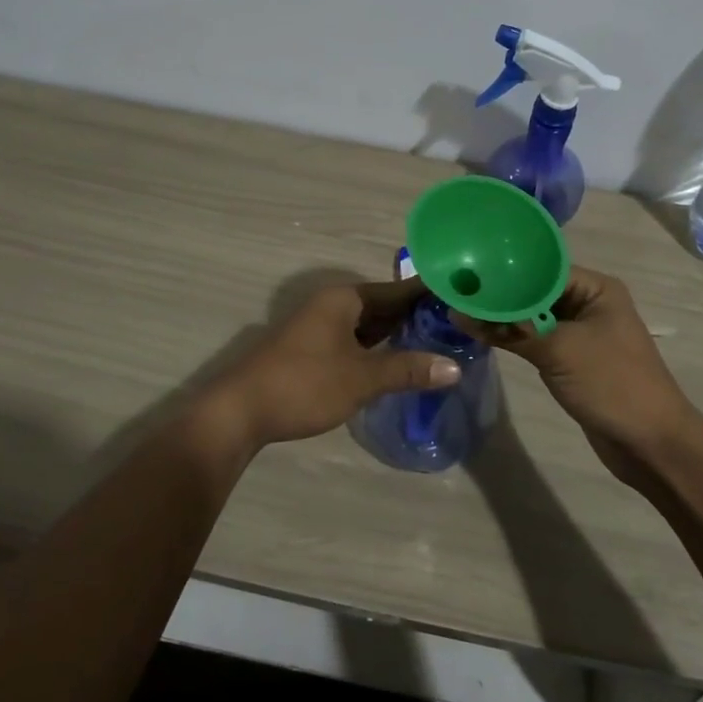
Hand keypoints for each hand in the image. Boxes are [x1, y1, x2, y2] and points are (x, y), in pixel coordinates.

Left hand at [208, 277, 461, 449]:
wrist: (239, 411)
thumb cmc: (304, 384)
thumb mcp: (362, 378)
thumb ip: (407, 369)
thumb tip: (455, 367)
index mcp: (344, 299)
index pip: (397, 290)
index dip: (429, 293)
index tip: (463, 294)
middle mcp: (331, 305)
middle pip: (383, 305)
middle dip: (416, 315)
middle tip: (458, 324)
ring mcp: (319, 327)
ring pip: (367, 324)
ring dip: (396, 333)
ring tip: (436, 341)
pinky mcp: (311, 350)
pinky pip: (354, 340)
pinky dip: (377, 347)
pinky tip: (396, 361)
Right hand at [453, 267, 697, 486]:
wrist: (651, 444)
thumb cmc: (612, 384)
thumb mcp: (559, 350)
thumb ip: (510, 329)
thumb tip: (459, 312)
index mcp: (596, 289)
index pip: (542, 267)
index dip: (505, 270)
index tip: (466, 271)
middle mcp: (588, 304)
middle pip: (536, 291)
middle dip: (500, 294)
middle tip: (454, 291)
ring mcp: (580, 333)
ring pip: (533, 317)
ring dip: (503, 318)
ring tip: (458, 310)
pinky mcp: (571, 359)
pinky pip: (536, 340)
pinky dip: (513, 338)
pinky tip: (479, 334)